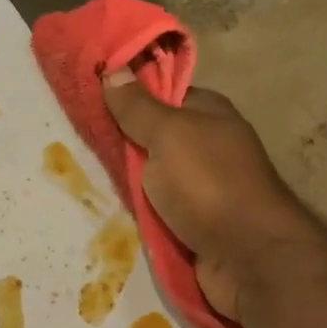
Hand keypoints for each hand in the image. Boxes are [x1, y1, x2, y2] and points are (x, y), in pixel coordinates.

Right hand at [103, 69, 318, 321]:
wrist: (249, 258)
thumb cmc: (209, 184)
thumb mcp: (168, 134)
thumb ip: (138, 107)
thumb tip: (113, 69)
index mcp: (209, 114)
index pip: (162, 94)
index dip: (128, 95)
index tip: (89, 99)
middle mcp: (208, 146)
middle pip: (154, 138)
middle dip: (121, 143)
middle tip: (77, 142)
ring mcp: (204, 188)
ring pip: (153, 178)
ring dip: (126, 183)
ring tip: (82, 177)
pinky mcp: (196, 224)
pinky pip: (158, 211)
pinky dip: (139, 212)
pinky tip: (108, 210)